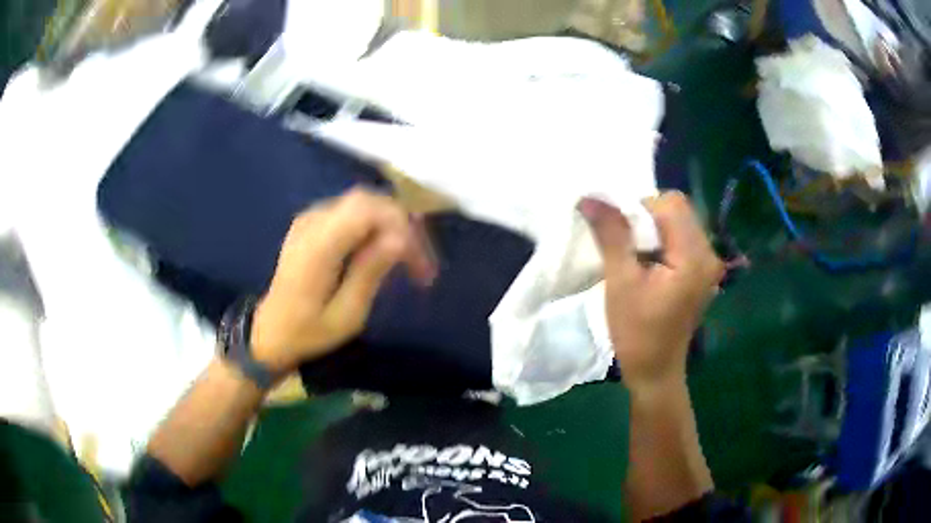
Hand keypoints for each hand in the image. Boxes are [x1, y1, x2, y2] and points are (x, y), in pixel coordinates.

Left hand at [250, 188, 436, 372]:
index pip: (367, 210)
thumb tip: (401, 239)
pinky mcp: (310, 224)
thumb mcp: (346, 315)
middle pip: (367, 200)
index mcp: (318, 246)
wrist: (270, 332)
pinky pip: (349, 212)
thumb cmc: (308, 332)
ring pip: (361, 203)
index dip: (401, 226)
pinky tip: (382, 251)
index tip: (421, 265)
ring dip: (389, 224)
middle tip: (420, 261)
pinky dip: (373, 226)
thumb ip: (371, 272)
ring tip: (408, 258)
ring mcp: (309, 220)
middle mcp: (312, 222)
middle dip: (400, 224)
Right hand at [580, 192, 723, 391]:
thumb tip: (590, 198)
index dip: (640, 208)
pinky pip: (681, 239)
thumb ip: (611, 235)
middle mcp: (708, 254)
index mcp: (693, 256)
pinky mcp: (702, 272)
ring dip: (653, 229)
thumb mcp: (620, 282)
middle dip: (647, 217)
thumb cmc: (637, 332)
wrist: (655, 371)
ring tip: (635, 255)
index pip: (670, 204)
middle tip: (626, 245)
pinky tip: (648, 263)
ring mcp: (708, 264)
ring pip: (679, 222)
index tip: (620, 234)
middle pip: (678, 210)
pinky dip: (661, 241)